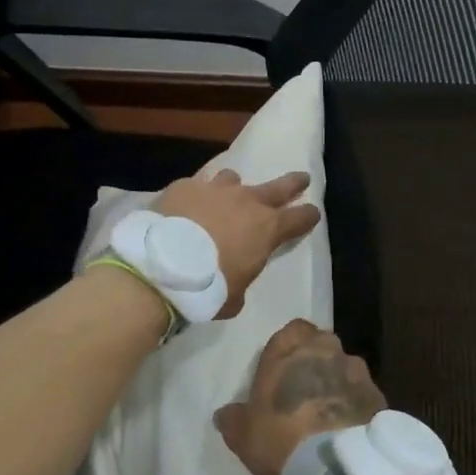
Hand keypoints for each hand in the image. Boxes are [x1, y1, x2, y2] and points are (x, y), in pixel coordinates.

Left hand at [154, 168, 320, 318]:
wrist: (162, 266)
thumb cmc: (207, 288)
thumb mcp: (234, 296)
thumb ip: (241, 279)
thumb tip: (234, 278)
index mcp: (267, 229)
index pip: (299, 218)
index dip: (308, 216)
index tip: (313, 213)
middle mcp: (246, 201)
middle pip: (279, 187)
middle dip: (293, 183)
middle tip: (302, 178)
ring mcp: (215, 189)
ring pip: (233, 178)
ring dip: (234, 188)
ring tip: (227, 195)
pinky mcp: (186, 186)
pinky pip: (198, 184)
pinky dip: (198, 194)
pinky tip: (188, 204)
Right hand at [214, 318, 386, 474]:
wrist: (334, 462)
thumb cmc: (280, 435)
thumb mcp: (243, 433)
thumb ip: (232, 418)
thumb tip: (223, 415)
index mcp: (290, 347)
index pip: (291, 330)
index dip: (288, 349)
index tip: (282, 372)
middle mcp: (326, 347)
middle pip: (321, 345)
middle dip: (314, 362)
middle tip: (304, 392)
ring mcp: (356, 368)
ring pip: (344, 367)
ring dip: (337, 382)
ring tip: (328, 413)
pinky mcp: (377, 393)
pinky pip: (362, 392)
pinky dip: (355, 403)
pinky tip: (348, 427)